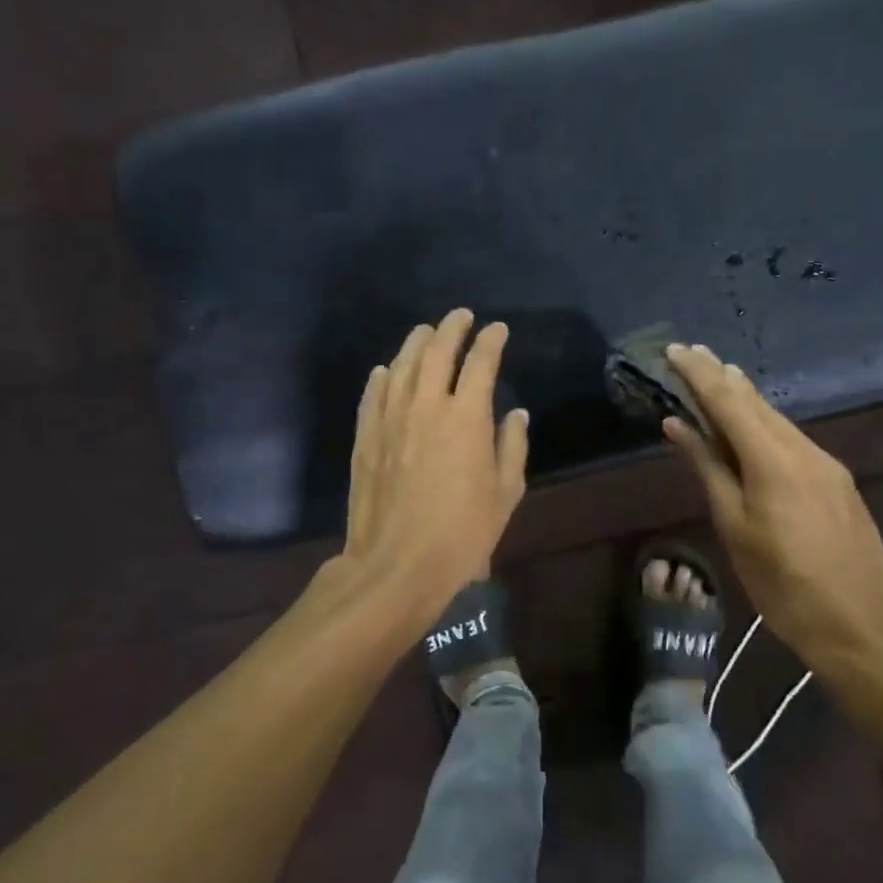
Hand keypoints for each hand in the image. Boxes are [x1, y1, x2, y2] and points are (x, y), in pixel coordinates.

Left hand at [343, 309, 530, 621]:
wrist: (396, 565)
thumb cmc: (462, 534)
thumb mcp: (505, 494)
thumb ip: (512, 447)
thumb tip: (516, 414)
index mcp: (467, 417)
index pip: (481, 362)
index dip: (491, 341)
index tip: (498, 329)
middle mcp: (427, 406)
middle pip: (438, 352)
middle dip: (452, 328)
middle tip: (461, 317)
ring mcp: (390, 418)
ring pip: (402, 366)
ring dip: (416, 343)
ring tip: (426, 331)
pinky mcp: (366, 437)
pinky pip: (374, 394)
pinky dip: (383, 377)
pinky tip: (387, 370)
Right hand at [662, 344, 882, 661]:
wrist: (860, 625)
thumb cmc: (782, 582)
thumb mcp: (734, 526)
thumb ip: (707, 468)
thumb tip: (678, 425)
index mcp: (772, 459)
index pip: (727, 401)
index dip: (698, 374)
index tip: (674, 350)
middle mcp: (803, 449)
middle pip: (756, 402)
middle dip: (722, 376)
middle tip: (694, 354)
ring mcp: (827, 464)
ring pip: (777, 419)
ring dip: (745, 398)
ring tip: (720, 377)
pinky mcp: (838, 481)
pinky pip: (793, 439)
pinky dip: (766, 424)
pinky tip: (754, 427)